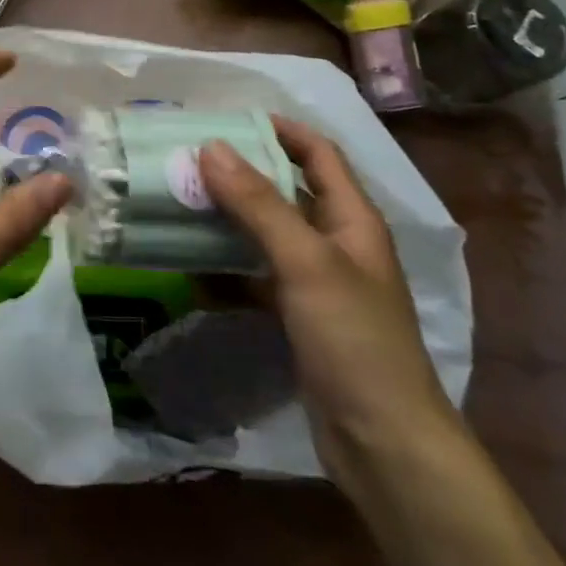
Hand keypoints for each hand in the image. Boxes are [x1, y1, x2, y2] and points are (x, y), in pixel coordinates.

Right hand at [199, 118, 454, 477]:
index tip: (227, 119)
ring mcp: (317, 283)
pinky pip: (256, 279)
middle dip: (240, 174)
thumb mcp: (305, 262)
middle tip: (188, 161)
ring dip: (227, 220)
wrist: (385, 446)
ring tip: (180, 205)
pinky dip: (227, 272)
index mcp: (352, 218)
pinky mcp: (299, 318)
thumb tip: (211, 146)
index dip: (280, 129)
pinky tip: (191, 273)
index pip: (318, 153)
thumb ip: (258, 203)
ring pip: (266, 235)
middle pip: (286, 191)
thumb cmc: (354, 339)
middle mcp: (336, 242)